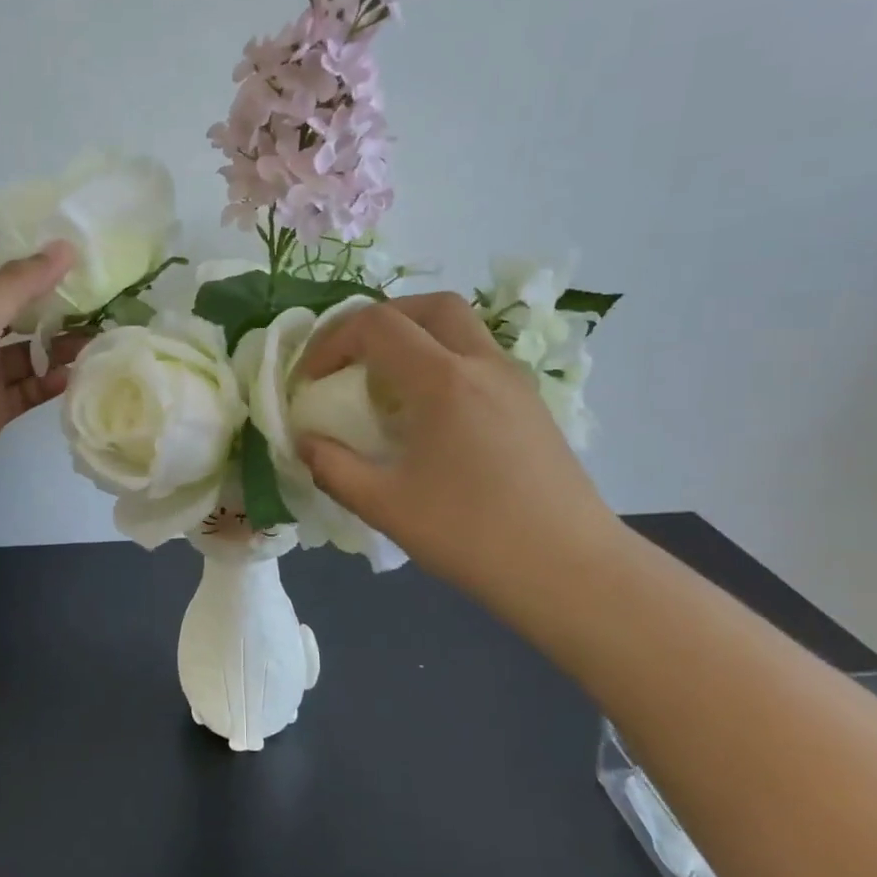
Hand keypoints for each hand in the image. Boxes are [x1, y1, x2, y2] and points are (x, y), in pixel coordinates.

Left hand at [0, 235, 83, 501]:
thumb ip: (18, 283)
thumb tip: (64, 246)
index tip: (33, 236)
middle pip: (5, 305)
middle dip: (42, 296)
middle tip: (87, 287)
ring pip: (23, 350)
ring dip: (55, 343)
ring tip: (96, 333)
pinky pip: (28, 388)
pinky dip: (50, 381)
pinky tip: (77, 374)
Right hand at [295, 293, 621, 611]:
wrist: (571, 571)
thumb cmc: (472, 535)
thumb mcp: (384, 505)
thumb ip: (332, 467)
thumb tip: (305, 442)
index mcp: (443, 380)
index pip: (377, 325)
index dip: (332, 342)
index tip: (311, 380)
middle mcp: (482, 364)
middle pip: (428, 306)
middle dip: (379, 320)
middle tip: (350, 358)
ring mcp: (514, 381)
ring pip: (461, 327)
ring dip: (414, 336)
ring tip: (386, 383)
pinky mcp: (531, 404)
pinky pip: (479, 356)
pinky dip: (442, 360)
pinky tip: (429, 412)